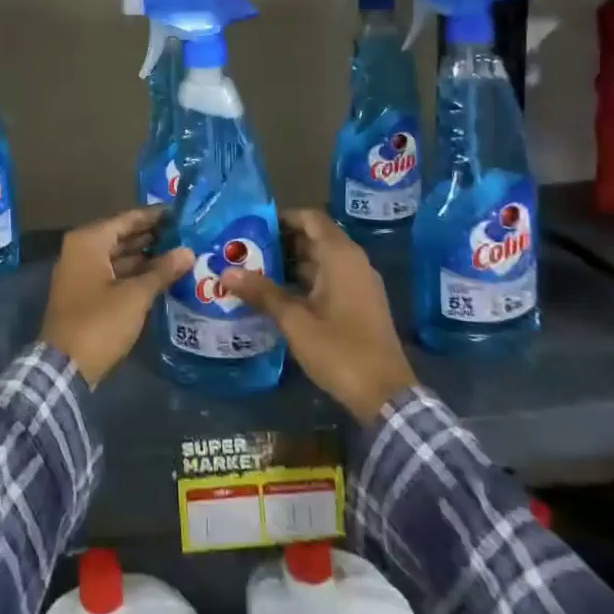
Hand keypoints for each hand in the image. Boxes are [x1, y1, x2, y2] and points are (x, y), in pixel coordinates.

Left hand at [40, 206, 192, 386]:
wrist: (65, 367)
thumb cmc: (100, 322)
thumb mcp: (135, 296)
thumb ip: (162, 271)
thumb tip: (189, 252)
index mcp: (88, 242)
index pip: (127, 219)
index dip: (154, 216)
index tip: (180, 213)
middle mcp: (81, 250)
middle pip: (121, 236)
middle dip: (152, 237)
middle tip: (186, 234)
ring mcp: (80, 272)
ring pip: (118, 256)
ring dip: (145, 257)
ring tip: (180, 254)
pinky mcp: (84, 293)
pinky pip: (113, 274)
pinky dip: (134, 273)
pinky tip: (160, 277)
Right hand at [220, 208, 416, 423]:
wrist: (386, 395)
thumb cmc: (339, 349)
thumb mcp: (295, 321)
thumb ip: (262, 293)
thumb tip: (227, 272)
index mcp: (341, 256)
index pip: (310, 218)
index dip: (282, 217)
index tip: (252, 226)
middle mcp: (353, 263)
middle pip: (314, 238)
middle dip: (280, 242)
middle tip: (245, 250)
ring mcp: (358, 284)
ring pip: (319, 261)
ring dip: (290, 264)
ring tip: (253, 271)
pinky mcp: (359, 304)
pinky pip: (327, 279)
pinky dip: (303, 281)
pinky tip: (277, 295)